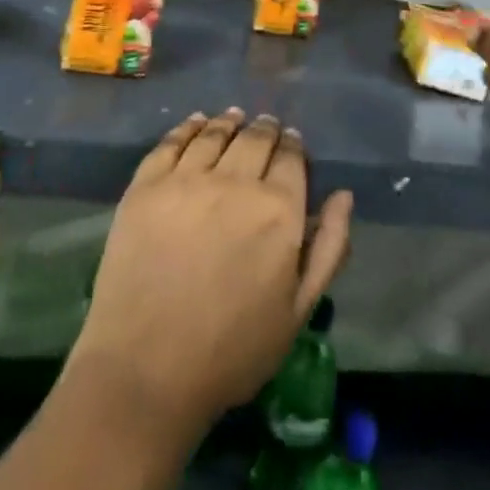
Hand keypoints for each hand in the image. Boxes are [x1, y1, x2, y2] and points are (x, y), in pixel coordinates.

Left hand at [70, 109, 353, 434]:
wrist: (146, 371)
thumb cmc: (232, 351)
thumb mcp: (297, 311)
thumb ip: (328, 249)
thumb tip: (344, 195)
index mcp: (278, 210)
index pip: (291, 158)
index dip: (293, 146)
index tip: (291, 144)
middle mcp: (235, 181)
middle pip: (255, 138)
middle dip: (266, 129)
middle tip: (266, 127)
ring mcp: (187, 179)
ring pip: (215, 133)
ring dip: (230, 121)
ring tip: (234, 118)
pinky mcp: (147, 185)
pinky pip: (172, 141)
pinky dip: (190, 126)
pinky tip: (196, 123)